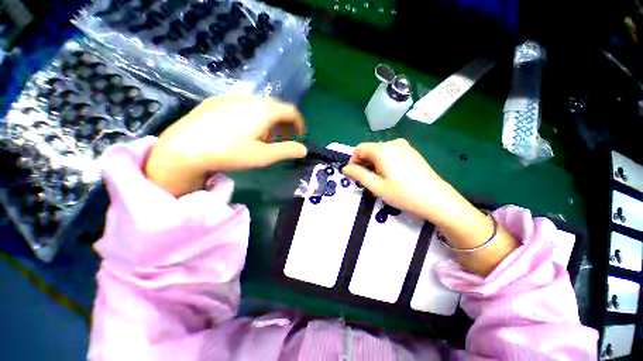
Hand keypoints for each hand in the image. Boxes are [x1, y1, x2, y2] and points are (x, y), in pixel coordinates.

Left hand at [146, 95, 306, 195]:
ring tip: (262, 136)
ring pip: (259, 104)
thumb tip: (304, 149)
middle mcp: (250, 97)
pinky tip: (242, 127)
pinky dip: (251, 114)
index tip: (300, 136)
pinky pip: (242, 103)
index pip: (291, 111)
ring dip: (268, 119)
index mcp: (265, 109)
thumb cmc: (231, 152)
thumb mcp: (264, 156)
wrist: (185, 147)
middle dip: (284, 123)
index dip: (299, 123)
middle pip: (275, 106)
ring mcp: (231, 97)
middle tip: (282, 139)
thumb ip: (287, 151)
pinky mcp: (216, 101)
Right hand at [342, 139, 459, 222]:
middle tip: (367, 180)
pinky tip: (391, 174)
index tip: (354, 174)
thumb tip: (345, 168)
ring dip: (373, 163)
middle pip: (370, 149)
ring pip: (380, 151)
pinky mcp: (410, 151)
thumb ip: (358, 175)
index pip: (359, 149)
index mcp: (382, 150)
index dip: (353, 160)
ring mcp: (404, 146)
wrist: (436, 198)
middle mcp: (393, 143)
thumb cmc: (403, 193)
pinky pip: (390, 152)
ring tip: (379, 179)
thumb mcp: (376, 186)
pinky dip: (384, 161)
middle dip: (364, 163)